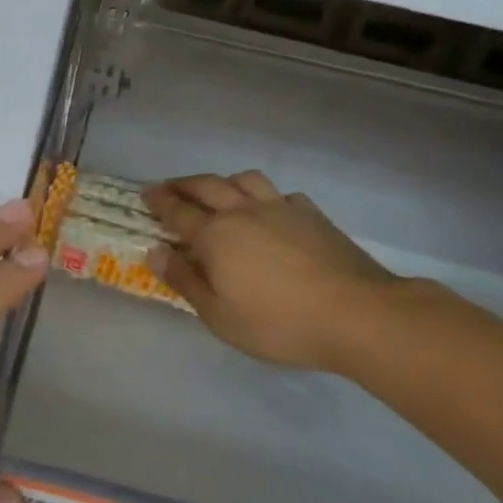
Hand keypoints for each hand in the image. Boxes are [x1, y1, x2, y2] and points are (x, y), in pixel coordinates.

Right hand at [141, 171, 405, 372]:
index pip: (178, 211)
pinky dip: (267, 196)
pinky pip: (282, 194)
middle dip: (184, 184)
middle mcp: (243, 212)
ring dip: (224, 181)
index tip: (145, 194)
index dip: (159, 202)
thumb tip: (156, 252)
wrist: (357, 314)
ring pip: (245, 179)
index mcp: (216, 236)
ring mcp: (281, 209)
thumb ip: (185, 281)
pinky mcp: (312, 215)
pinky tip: (271, 210)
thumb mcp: (220, 316)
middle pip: (207, 186)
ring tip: (218, 191)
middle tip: (170, 187)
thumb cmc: (279, 323)